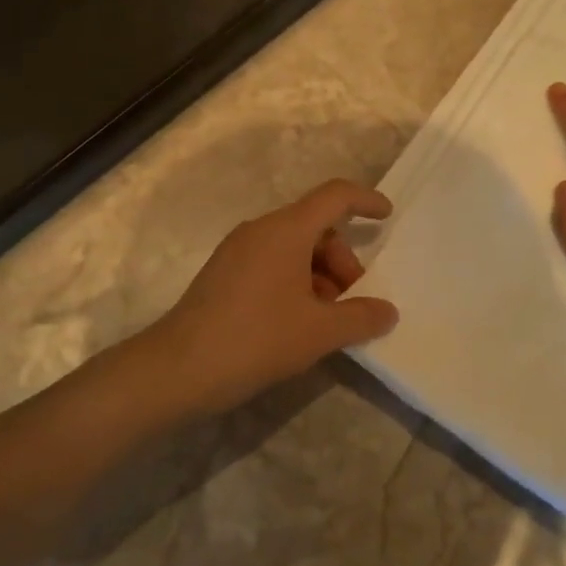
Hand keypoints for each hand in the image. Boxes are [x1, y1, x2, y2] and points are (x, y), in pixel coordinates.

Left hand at [152, 179, 400, 412]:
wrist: (178, 369)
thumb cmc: (255, 339)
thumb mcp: (318, 332)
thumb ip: (360, 317)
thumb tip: (387, 311)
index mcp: (285, 230)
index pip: (334, 196)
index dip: (365, 200)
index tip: (387, 217)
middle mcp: (260, 230)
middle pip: (315, 227)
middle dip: (343, 260)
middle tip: (353, 303)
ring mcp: (237, 251)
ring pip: (293, 249)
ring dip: (320, 276)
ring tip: (326, 321)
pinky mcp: (223, 274)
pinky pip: (271, 264)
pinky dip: (295, 283)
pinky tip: (298, 323)